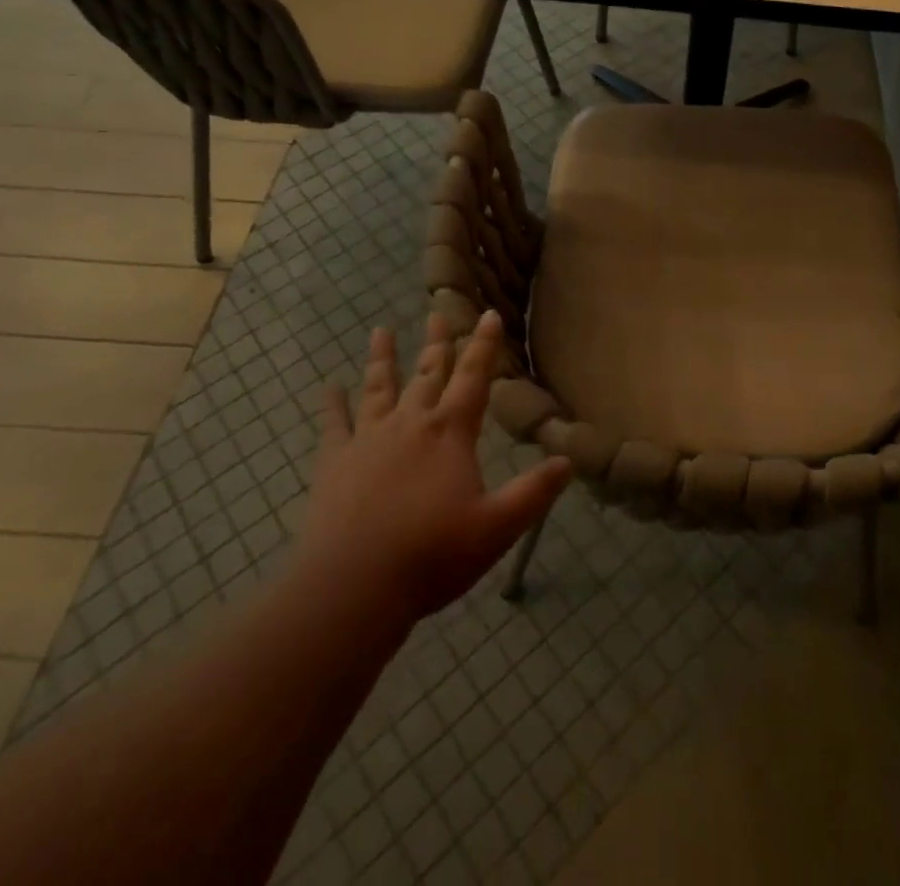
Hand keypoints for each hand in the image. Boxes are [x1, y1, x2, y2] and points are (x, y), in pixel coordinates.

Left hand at [293, 310, 571, 627]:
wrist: (352, 587)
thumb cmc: (432, 555)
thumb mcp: (497, 526)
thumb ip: (534, 492)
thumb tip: (568, 460)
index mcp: (450, 434)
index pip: (474, 378)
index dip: (484, 345)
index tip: (489, 314)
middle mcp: (411, 424)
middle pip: (427, 373)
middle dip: (437, 342)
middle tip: (437, 311)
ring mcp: (368, 440)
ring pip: (379, 388)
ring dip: (383, 359)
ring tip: (380, 330)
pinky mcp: (334, 463)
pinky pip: (334, 425)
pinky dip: (333, 404)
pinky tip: (330, 388)